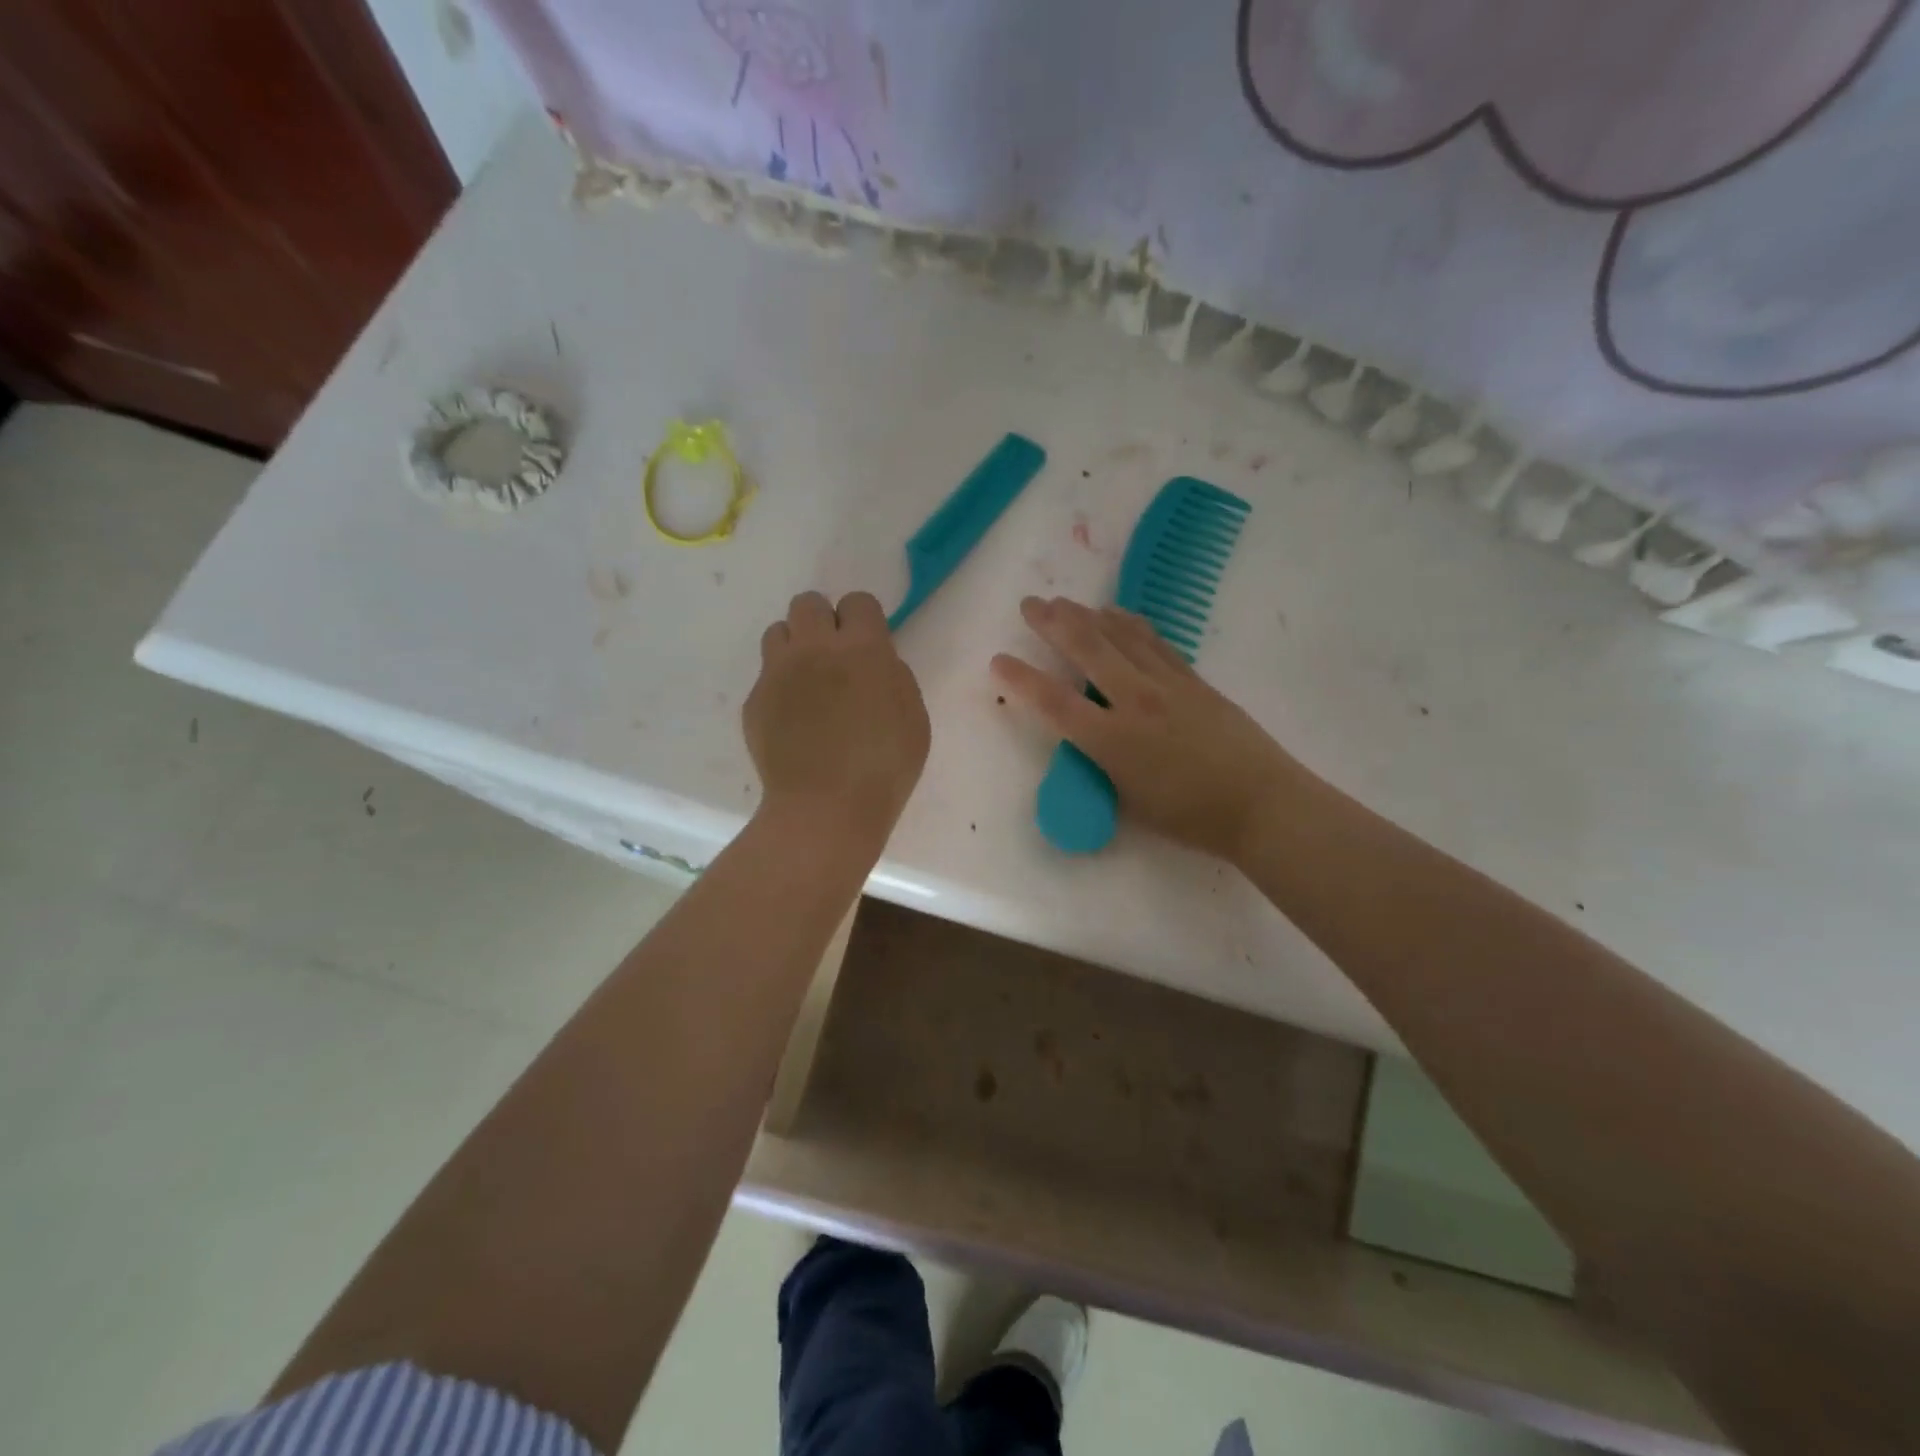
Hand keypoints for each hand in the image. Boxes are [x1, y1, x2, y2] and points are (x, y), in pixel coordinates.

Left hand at [745, 591, 930, 853]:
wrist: (826, 808)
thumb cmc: (885, 767)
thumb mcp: (914, 717)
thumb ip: (893, 676)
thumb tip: (874, 663)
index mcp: (862, 648)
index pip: (857, 601)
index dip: (863, 619)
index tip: (867, 644)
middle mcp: (814, 648)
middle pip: (808, 603)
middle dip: (823, 621)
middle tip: (834, 656)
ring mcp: (778, 673)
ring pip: (777, 631)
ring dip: (795, 647)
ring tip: (807, 680)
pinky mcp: (754, 700)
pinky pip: (765, 676)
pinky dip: (779, 688)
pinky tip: (792, 719)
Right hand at [992, 596, 1299, 864]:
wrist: (1262, 804)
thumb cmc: (1191, 818)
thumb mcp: (1130, 803)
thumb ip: (1101, 767)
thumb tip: (1087, 741)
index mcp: (1113, 741)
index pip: (1055, 702)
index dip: (1021, 679)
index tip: (998, 660)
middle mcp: (1136, 702)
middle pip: (1088, 649)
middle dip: (1053, 623)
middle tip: (1030, 604)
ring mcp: (1168, 685)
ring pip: (1121, 636)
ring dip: (1089, 615)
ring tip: (1065, 602)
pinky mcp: (1194, 680)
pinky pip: (1155, 642)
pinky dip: (1130, 624)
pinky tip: (1117, 614)